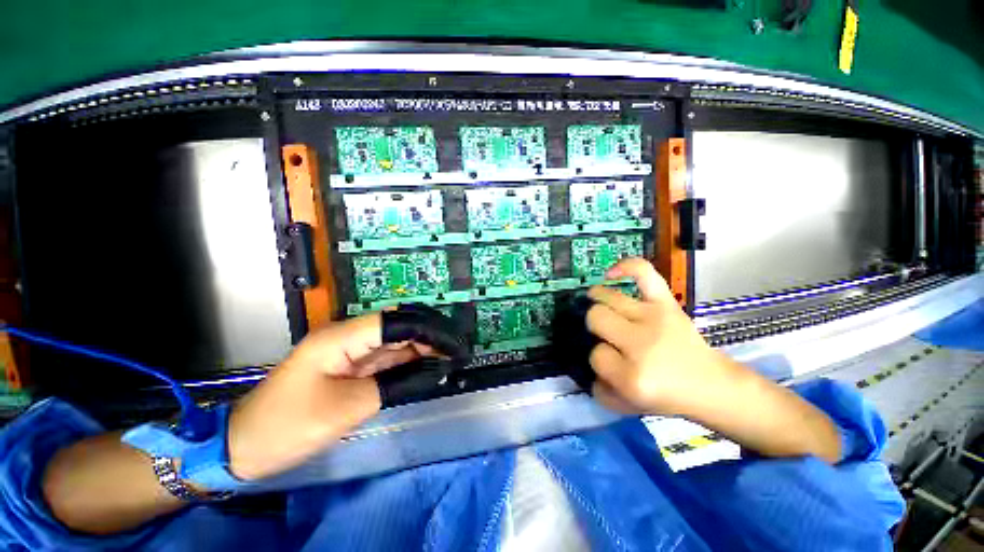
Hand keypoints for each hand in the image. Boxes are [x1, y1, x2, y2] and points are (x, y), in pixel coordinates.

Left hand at [228, 309, 459, 480]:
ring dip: (420, 350)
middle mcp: (347, 337)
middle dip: (428, 338)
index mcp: (341, 338)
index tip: (452, 343)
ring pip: (392, 344)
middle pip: (396, 329)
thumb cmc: (290, 425)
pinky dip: (405, 364)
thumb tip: (433, 371)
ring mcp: (347, 352)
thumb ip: (395, 385)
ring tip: (448, 358)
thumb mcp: (348, 408)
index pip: (395, 322)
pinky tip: (425, 367)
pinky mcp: (348, 367)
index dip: (427, 330)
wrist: (244, 446)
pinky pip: (383, 360)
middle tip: (455, 351)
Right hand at [585, 258, 841, 462]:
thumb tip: (586, 358)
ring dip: (599, 301)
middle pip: (597, 319)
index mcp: (632, 377)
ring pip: (607, 298)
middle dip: (597, 328)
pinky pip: (644, 273)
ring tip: (601, 305)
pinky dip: (626, 267)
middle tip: (608, 335)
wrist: (711, 385)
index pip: (595, 355)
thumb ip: (598, 388)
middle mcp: (641, 344)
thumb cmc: (667, 396)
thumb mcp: (626, 405)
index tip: (613, 364)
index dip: (600, 359)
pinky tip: (610, 273)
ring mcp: (655, 318)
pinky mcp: (667, 303)